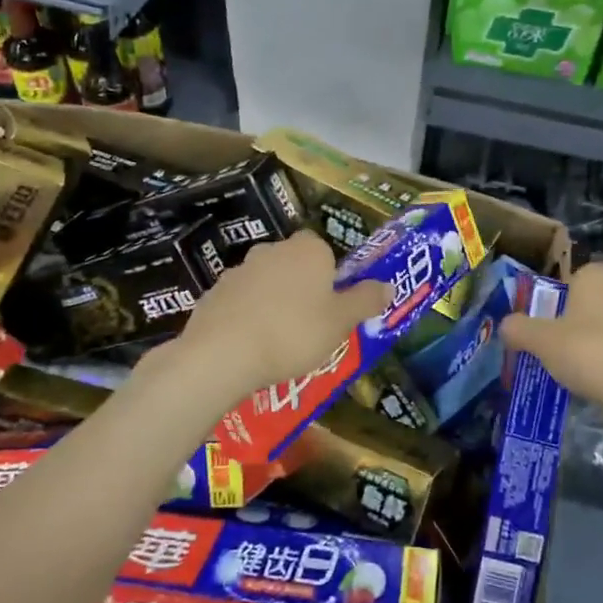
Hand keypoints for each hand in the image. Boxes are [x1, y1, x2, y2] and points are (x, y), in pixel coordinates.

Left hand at [173, 231, 391, 401]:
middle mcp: (272, 249)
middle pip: (294, 265)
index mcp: (307, 249)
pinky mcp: (214, 293)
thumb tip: (389, 285)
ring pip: (266, 283)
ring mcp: (238, 270)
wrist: (222, 353)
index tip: (332, 306)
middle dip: (302, 289)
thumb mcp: (341, 322)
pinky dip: (247, 317)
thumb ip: (366, 300)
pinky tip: (251, 346)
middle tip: (310, 326)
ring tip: (279, 342)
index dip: (330, 277)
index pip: (324, 250)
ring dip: (273, 303)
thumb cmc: (294, 332)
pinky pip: (240, 302)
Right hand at [500, 262, 602, 417]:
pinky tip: (598, 381)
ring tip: (573, 368)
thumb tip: (505, 325)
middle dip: (574, 320)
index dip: (556, 297)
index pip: (573, 275)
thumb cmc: (589, 353)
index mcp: (597, 276)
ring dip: (593, 341)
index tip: (544, 321)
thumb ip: (518, 329)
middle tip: (553, 345)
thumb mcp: (541, 341)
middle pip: (591, 301)